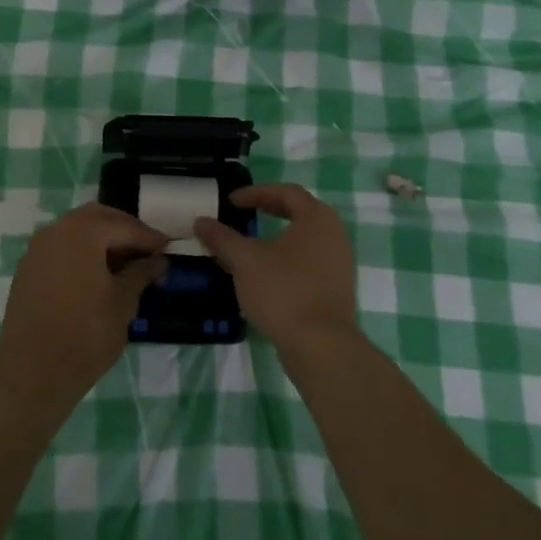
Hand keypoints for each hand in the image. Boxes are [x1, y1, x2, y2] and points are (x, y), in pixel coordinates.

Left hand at [0, 204, 166, 416]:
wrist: (32, 372)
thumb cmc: (85, 335)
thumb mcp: (123, 303)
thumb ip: (141, 273)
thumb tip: (157, 260)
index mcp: (82, 232)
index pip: (123, 226)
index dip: (148, 237)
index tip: (167, 247)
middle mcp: (56, 230)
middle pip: (97, 217)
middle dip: (123, 229)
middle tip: (146, 249)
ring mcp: (37, 248)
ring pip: (76, 230)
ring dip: (101, 239)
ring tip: (124, 263)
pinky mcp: (28, 268)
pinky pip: (60, 247)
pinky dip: (81, 251)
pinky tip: (96, 274)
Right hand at [194, 184, 359, 355]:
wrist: (321, 347)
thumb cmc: (283, 291)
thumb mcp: (244, 260)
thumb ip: (222, 237)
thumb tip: (200, 221)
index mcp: (316, 218)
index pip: (286, 192)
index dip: (256, 192)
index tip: (231, 201)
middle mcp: (334, 234)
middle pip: (298, 212)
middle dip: (268, 211)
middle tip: (243, 214)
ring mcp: (339, 263)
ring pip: (303, 240)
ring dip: (275, 238)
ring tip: (249, 246)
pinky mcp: (336, 289)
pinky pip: (308, 262)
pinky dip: (285, 260)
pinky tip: (264, 275)